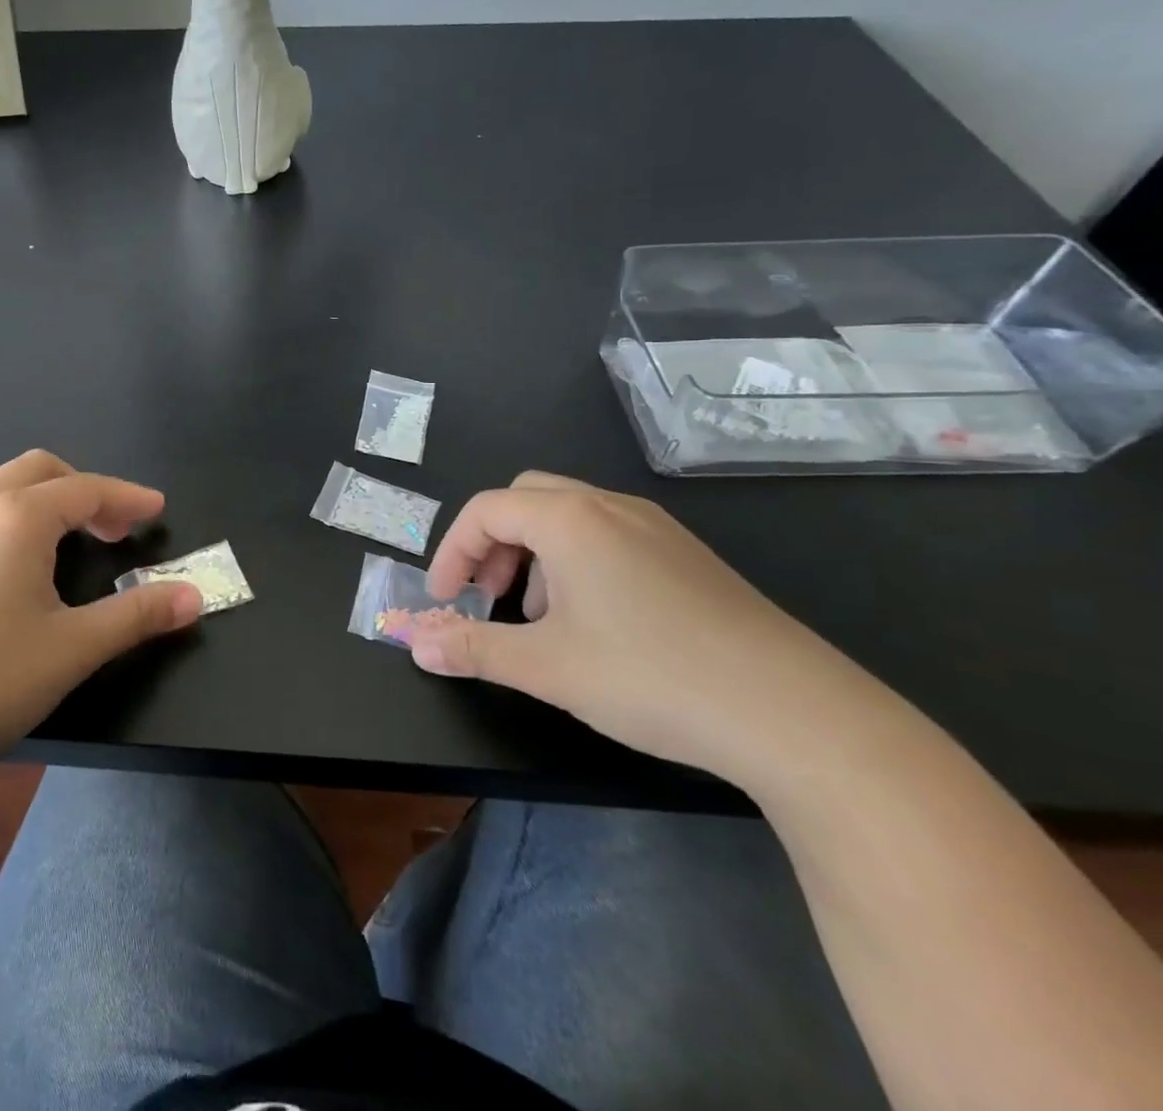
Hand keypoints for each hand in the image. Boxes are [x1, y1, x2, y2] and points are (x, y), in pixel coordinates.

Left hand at [0, 451, 201, 789]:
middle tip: (112, 530)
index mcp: (17, 518)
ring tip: (58, 535)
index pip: (86, 489)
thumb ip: (139, 615)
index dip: (127, 497)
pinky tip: (1, 558)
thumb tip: (196, 596)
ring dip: (37, 494)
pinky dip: (0, 510)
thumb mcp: (74, 649)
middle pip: (40, 470)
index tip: (156, 509)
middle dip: (84, 490)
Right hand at [403, 472, 889, 786]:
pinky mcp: (689, 557)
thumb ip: (474, 648)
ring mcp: (658, 528)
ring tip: (541, 618)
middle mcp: (612, 507)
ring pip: (570, 517)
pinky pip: (609, 536)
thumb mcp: (547, 667)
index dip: (453, 552)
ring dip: (535, 554)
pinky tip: (598, 624)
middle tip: (490, 597)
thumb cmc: (653, 677)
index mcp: (570, 519)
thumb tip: (416, 644)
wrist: (800, 716)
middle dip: (493, 544)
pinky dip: (577, 563)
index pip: (485, 510)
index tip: (447, 601)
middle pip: (526, 499)